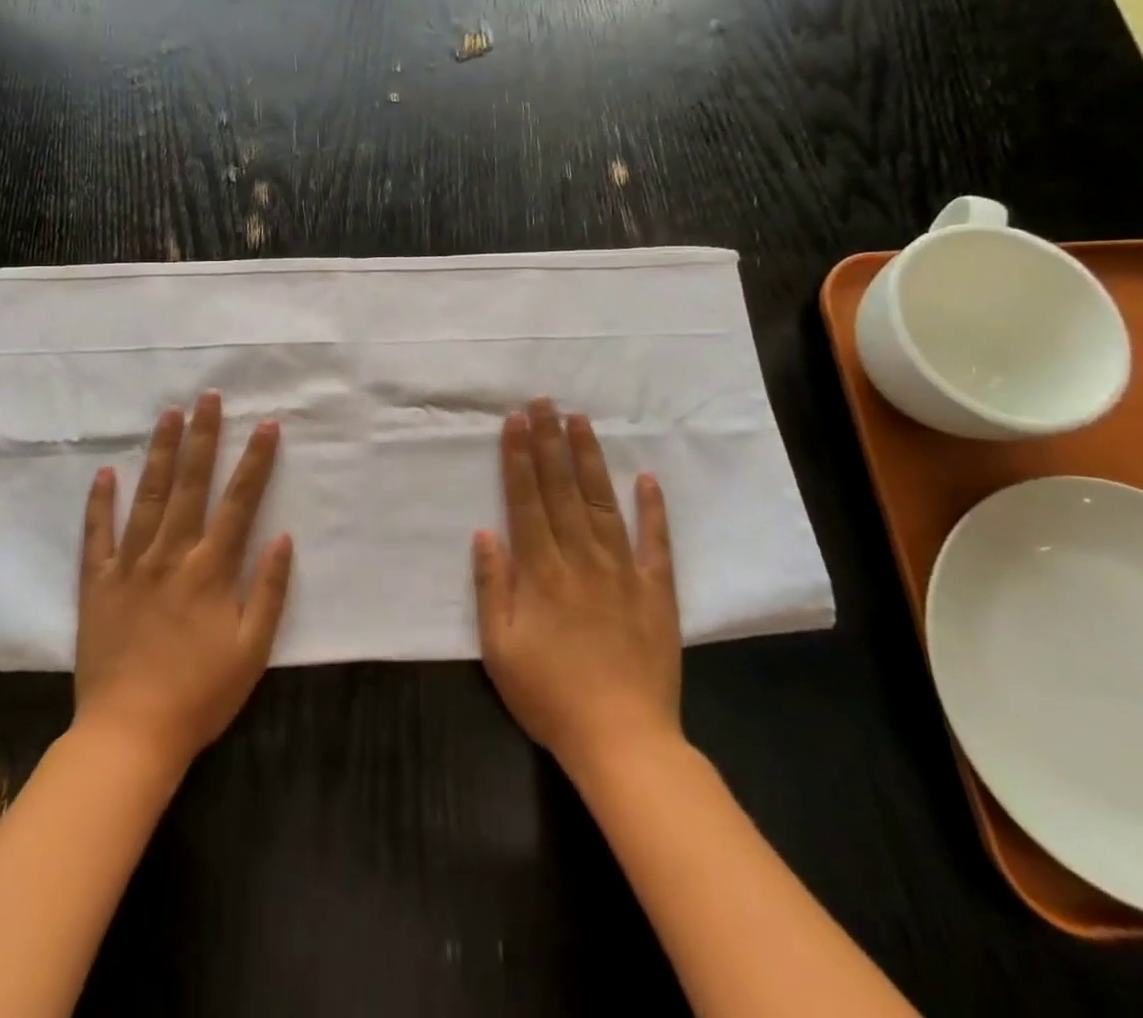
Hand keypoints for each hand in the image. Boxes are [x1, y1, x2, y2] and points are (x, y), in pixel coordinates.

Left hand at [74, 392, 293, 772]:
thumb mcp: (252, 650)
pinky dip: (101, 503)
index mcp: (211, 569)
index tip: (266, 425)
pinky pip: (98, 535)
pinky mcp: (97, 583)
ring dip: (159, 453)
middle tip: (208, 398)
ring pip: (147, 497)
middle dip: (202, 437)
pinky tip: (105, 473)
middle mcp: (171, 555)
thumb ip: (270, 590)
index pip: (239, 502)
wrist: (129, 735)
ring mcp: (130, 565)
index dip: (255, 461)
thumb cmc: (200, 695)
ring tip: (167, 415)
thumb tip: (284, 536)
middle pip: (190, 485)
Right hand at [473, 397, 684, 780]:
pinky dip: (652, 509)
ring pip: (602, 503)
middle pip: (562, 490)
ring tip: (580, 421)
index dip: (520, 458)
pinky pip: (656, 543)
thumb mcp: (501, 649)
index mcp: (543, 572)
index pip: (527, 501)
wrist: (624, 741)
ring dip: (589, 460)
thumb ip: (493, 587)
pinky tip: (647, 477)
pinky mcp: (657, 591)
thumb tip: (485, 532)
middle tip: (544, 402)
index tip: (516, 421)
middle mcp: (582, 559)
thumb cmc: (551, 695)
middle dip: (550, 442)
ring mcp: (624, 572)